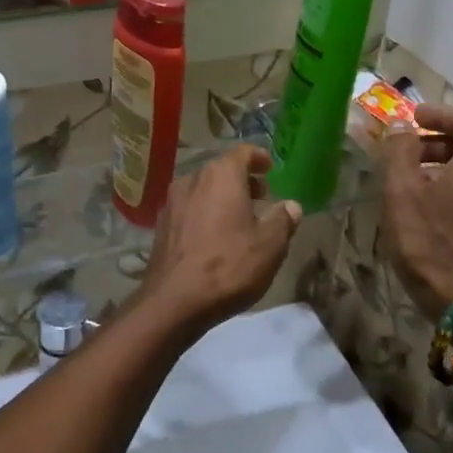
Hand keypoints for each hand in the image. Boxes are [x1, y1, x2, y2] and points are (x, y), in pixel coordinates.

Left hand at [138, 145, 301, 331]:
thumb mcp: (269, 245)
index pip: (243, 152)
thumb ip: (282, 220)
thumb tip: (291, 206)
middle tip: (261, 197)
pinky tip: (215, 236)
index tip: (270, 168)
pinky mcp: (162, 225)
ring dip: (223, 197)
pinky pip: (190, 208)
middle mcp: (193, 179)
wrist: (174, 300)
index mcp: (221, 175)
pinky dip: (206, 212)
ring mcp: (172, 202)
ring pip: (203, 189)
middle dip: (243, 180)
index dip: (259, 158)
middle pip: (221, 170)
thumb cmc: (228, 266)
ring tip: (240, 219)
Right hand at [381, 104, 452, 319]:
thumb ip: (400, 149)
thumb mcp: (402, 190)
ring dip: (447, 169)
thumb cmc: (430, 240)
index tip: (413, 118)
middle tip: (407, 152)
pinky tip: (435, 211)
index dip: (438, 115)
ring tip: (416, 183)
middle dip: (438, 143)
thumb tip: (402, 125)